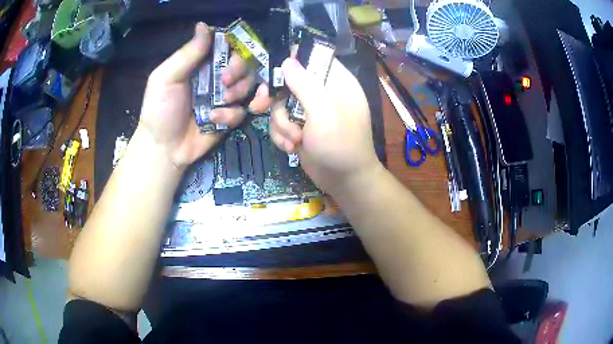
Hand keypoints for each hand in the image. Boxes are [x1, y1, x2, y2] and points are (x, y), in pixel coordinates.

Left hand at [139, 22, 268, 169]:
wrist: (164, 149)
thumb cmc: (160, 110)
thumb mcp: (166, 78)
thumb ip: (187, 53)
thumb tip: (204, 25)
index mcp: (201, 63)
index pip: (227, 46)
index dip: (234, 48)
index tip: (230, 56)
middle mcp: (216, 76)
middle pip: (244, 63)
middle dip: (239, 72)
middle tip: (225, 84)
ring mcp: (224, 97)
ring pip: (249, 85)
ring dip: (238, 93)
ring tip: (219, 104)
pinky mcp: (230, 116)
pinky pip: (244, 109)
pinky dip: (232, 115)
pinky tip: (216, 121)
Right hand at [269, 58, 380, 192]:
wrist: (345, 181)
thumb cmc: (340, 143)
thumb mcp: (323, 111)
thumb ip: (304, 84)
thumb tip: (288, 60)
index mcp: (336, 80)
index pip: (312, 57)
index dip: (291, 60)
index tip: (273, 71)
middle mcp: (322, 91)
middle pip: (288, 81)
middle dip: (275, 99)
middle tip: (260, 105)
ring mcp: (310, 110)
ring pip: (280, 104)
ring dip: (281, 124)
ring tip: (294, 140)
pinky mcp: (300, 126)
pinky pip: (281, 122)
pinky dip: (282, 135)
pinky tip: (292, 148)